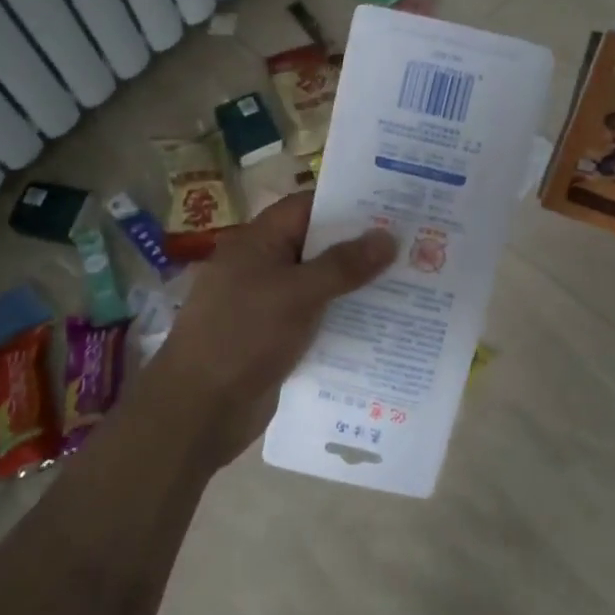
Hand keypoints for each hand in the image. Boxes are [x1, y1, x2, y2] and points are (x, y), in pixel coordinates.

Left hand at [145, 193, 397, 467]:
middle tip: (415, 246)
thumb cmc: (243, 336)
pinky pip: (316, 320)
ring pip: (320, 287)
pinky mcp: (276, 340)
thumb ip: (343, 265)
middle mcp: (263, 267)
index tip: (394, 207)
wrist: (198, 409)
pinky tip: (383, 326)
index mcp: (259, 242)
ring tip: (412, 284)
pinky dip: (343, 320)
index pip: (308, 208)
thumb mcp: (297, 294)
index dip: (349, 205)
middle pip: (318, 247)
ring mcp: (268, 305)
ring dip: (357, 288)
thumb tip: (387, 236)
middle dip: (361, 248)